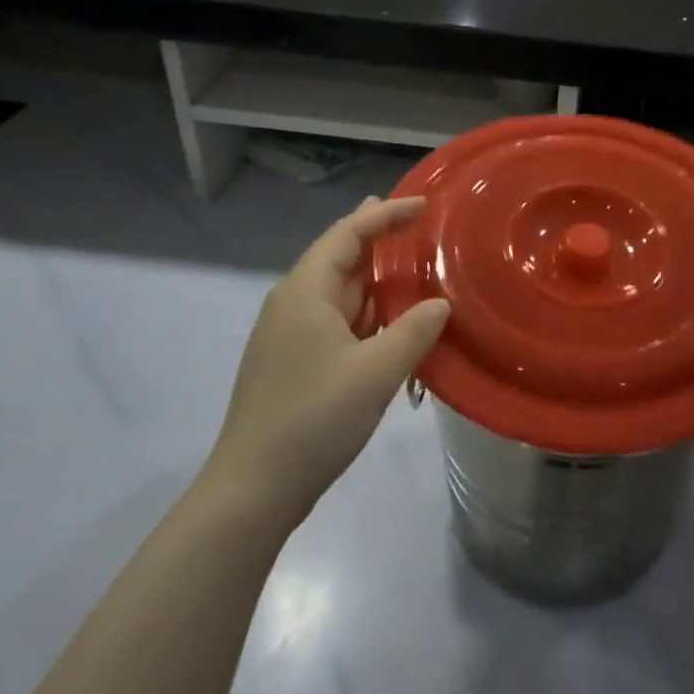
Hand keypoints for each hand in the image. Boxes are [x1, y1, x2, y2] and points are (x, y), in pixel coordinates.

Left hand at [202, 197, 449, 527]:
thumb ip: (414, 331)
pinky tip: (389, 319)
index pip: (348, 234)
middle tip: (415, 222)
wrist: (253, 488)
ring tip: (411, 265)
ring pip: (337, 289)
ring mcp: (288, 333)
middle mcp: (292, 303)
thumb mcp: (376, 373)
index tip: (423, 205)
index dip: (385, 215)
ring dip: (373, 277)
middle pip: (338, 255)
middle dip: (377, 237)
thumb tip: (440, 304)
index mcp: (306, 292)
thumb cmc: (314, 419)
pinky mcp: (292, 360)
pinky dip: (365, 308)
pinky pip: (335, 317)